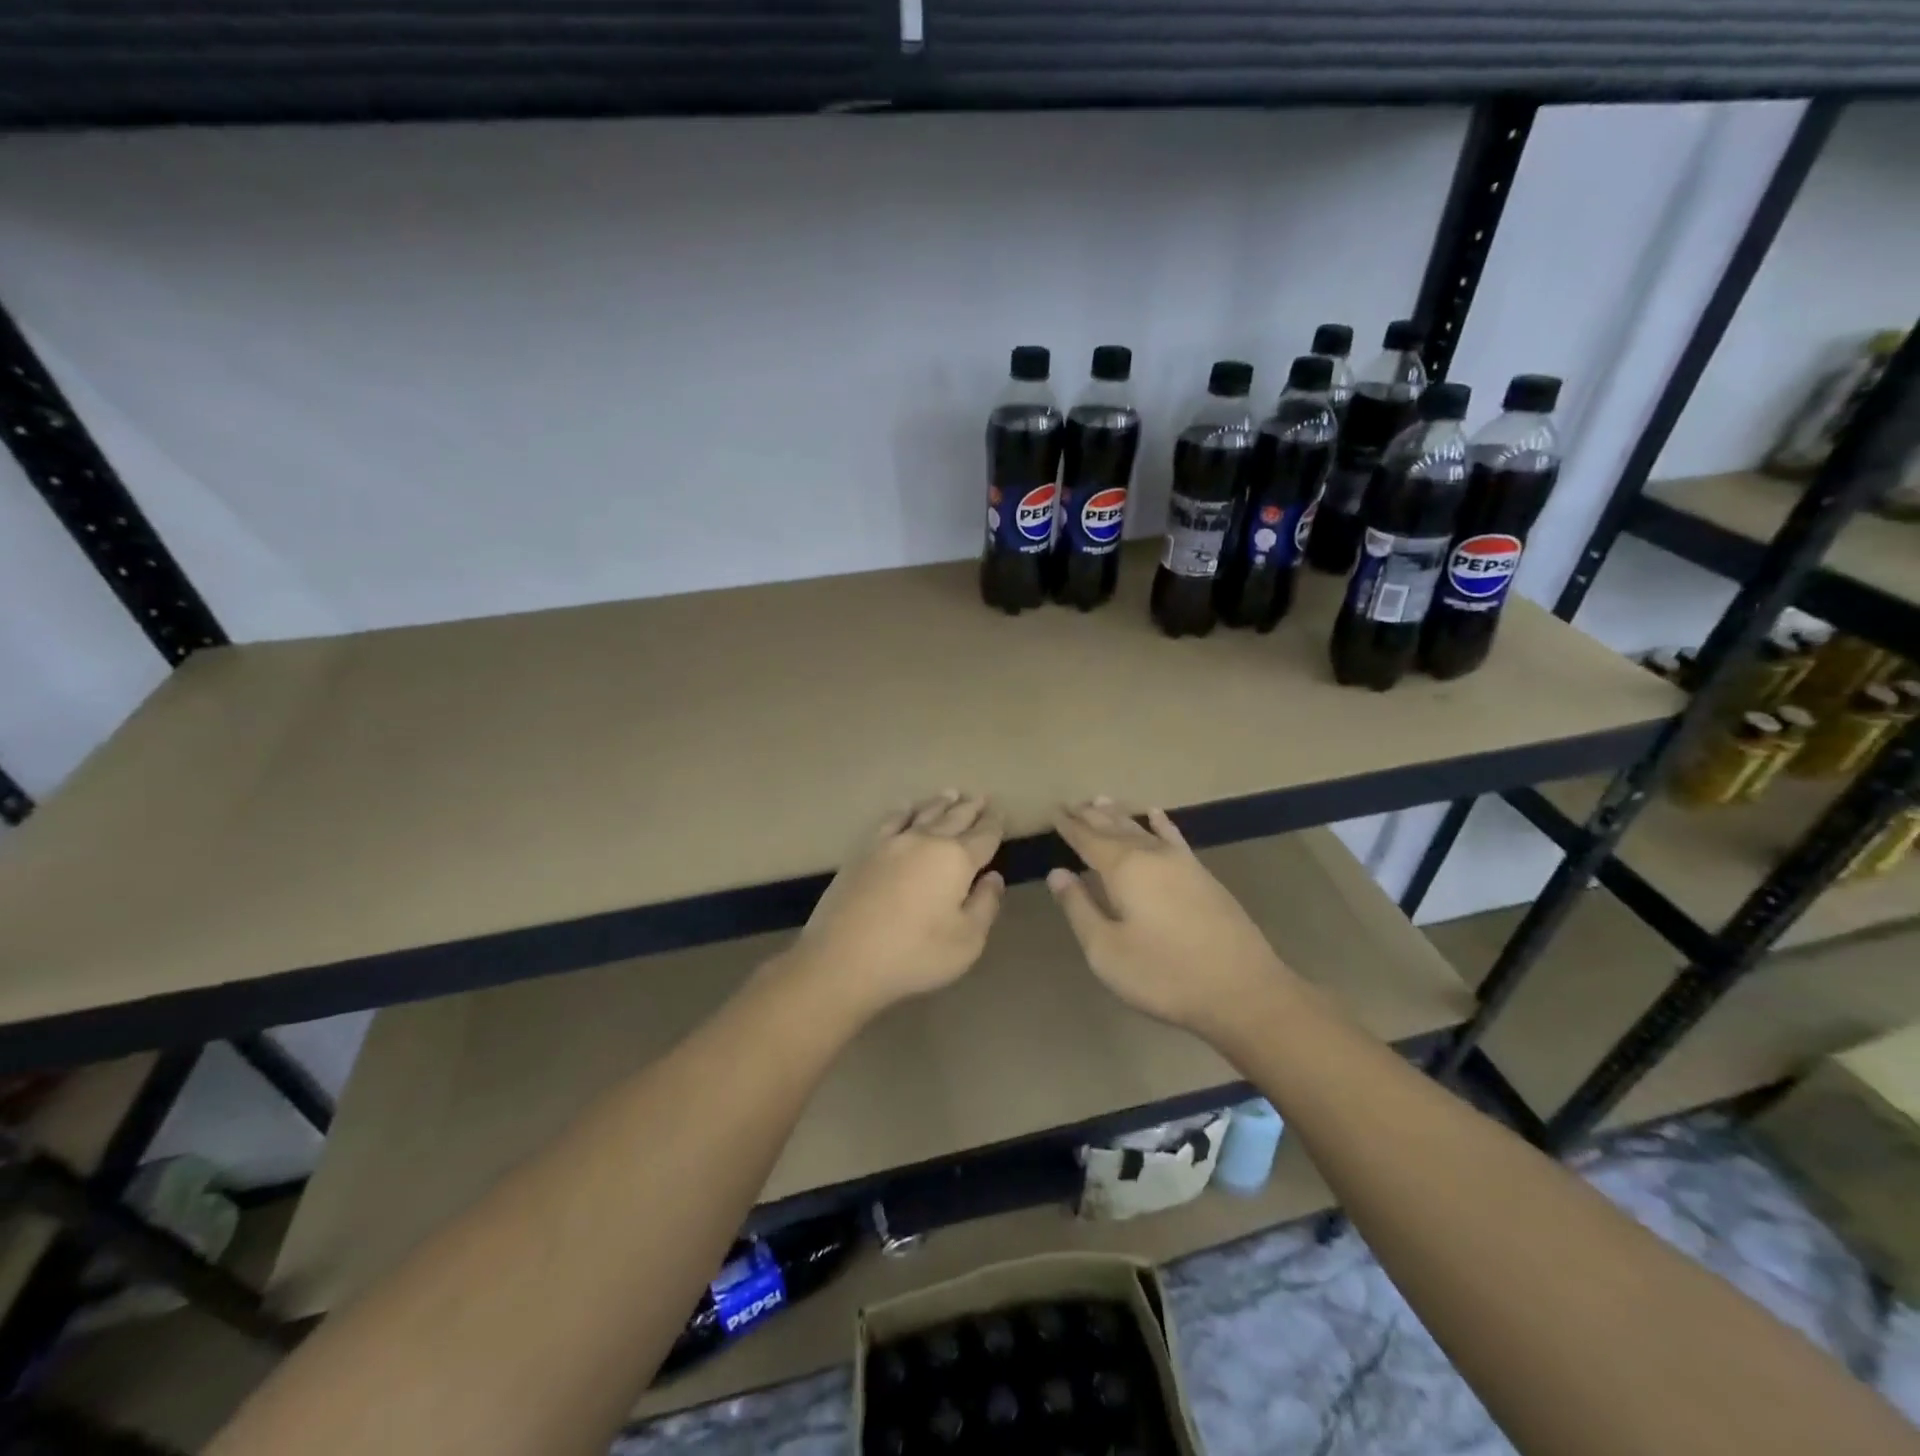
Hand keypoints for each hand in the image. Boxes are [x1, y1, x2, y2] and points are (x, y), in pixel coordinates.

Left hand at [784, 791, 1005, 1017]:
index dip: (994, 824)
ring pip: (924, 814)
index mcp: (957, 860)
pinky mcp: (865, 851)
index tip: (1000, 812)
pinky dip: (903, 810)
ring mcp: (893, 842)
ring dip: (941, 803)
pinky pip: (890, 820)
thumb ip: (985, 905)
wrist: (844, 957)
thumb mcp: (967, 941)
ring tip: (952, 793)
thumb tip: (993, 877)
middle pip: (955, 818)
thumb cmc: (914, 954)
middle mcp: (927, 841)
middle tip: (981, 797)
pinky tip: (906, 807)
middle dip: (971, 808)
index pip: (983, 835)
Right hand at [1047, 798, 1289, 1037]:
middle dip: (1091, 816)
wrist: (1242, 990)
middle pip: (1114, 828)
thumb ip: (1079, 908)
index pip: (1088, 840)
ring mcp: (1182, 863)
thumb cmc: (1164, 974)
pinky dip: (1161, 825)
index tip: (1054, 811)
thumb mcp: (1106, 950)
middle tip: (1072, 802)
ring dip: (1120, 815)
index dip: (1069, 826)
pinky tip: (1156, 815)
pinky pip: (1174, 838)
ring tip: (1101, 800)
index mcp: (1124, 870)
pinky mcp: (1203, 876)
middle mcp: (1152, 855)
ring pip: (1142, 829)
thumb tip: (1057, 873)